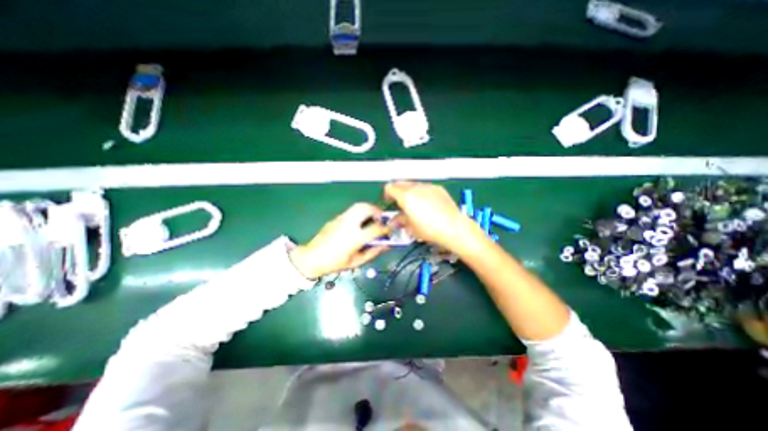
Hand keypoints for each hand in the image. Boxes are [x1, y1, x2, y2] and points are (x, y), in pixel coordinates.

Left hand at [292, 202, 392, 279]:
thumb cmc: (335, 263)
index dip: (386, 228)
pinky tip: (359, 222)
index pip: (376, 228)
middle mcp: (349, 224)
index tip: (389, 230)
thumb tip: (386, 245)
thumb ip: (373, 252)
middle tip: (381, 217)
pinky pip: (351, 211)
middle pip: (366, 208)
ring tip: (372, 217)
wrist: (312, 258)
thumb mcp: (357, 261)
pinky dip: (360, 212)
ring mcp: (341, 219)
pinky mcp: (336, 218)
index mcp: (355, 238)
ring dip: (368, 208)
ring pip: (358, 205)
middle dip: (377, 210)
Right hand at [381, 182, 470, 251]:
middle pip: (400, 183)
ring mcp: (428, 187)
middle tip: (399, 203)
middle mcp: (416, 188)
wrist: (453, 227)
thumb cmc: (431, 229)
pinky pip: (425, 187)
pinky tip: (426, 205)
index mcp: (406, 196)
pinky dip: (421, 193)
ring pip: (413, 184)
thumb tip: (395, 221)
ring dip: (409, 192)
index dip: (386, 195)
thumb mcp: (410, 227)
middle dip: (397, 192)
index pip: (390, 188)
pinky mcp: (438, 189)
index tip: (389, 201)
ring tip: (413, 205)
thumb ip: (399, 221)